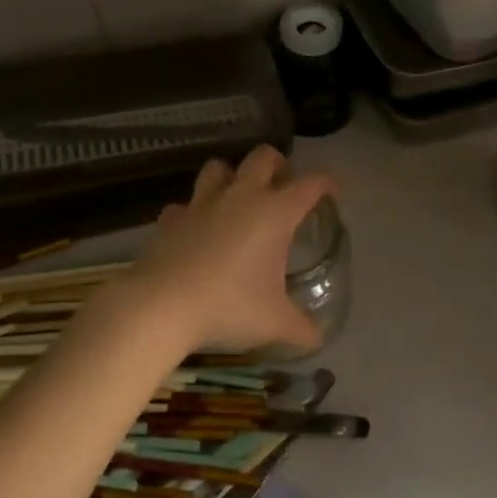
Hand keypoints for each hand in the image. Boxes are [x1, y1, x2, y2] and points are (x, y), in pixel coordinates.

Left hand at [118, 147, 337, 355]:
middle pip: (263, 157)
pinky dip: (193, 213)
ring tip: (238, 199)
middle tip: (283, 186)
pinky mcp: (171, 219)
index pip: (310, 184)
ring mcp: (202, 204)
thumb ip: (301, 329)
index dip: (327, 182)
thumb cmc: (230, 306)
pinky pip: (184, 205)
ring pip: (218, 168)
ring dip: (231, 176)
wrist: (162, 305)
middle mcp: (241, 197)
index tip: (334, 189)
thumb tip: (317, 340)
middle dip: (278, 164)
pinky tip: (196, 231)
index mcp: (275, 213)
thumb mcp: (275, 323)